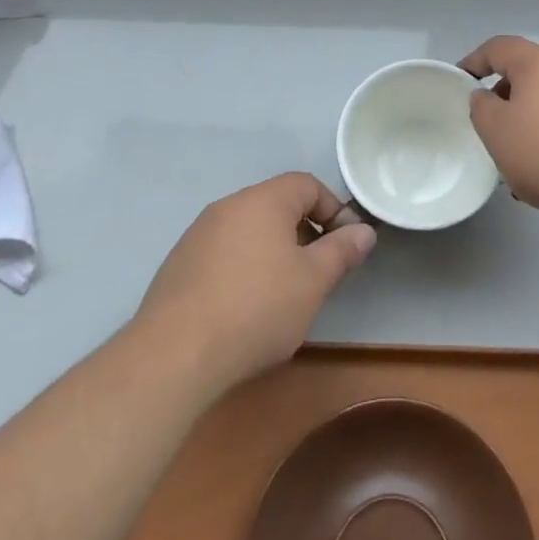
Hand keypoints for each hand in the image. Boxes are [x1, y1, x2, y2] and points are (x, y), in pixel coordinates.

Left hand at [134, 173, 375, 393]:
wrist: (174, 354)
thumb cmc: (256, 308)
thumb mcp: (313, 281)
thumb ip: (341, 251)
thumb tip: (363, 230)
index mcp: (263, 200)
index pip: (307, 184)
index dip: (333, 209)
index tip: (346, 245)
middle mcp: (229, 206)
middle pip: (277, 205)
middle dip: (304, 233)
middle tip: (319, 273)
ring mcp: (198, 234)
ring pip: (249, 230)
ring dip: (273, 251)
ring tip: (284, 294)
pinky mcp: (178, 265)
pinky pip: (223, 253)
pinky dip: (243, 268)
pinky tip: (244, 308)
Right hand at [460, 36, 538, 225]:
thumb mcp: (495, 130)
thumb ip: (481, 106)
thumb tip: (486, 96)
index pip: (499, 47)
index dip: (475, 61)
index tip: (460, 81)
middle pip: (527, 72)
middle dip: (504, 94)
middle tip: (489, 123)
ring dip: (528, 119)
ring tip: (517, 157)